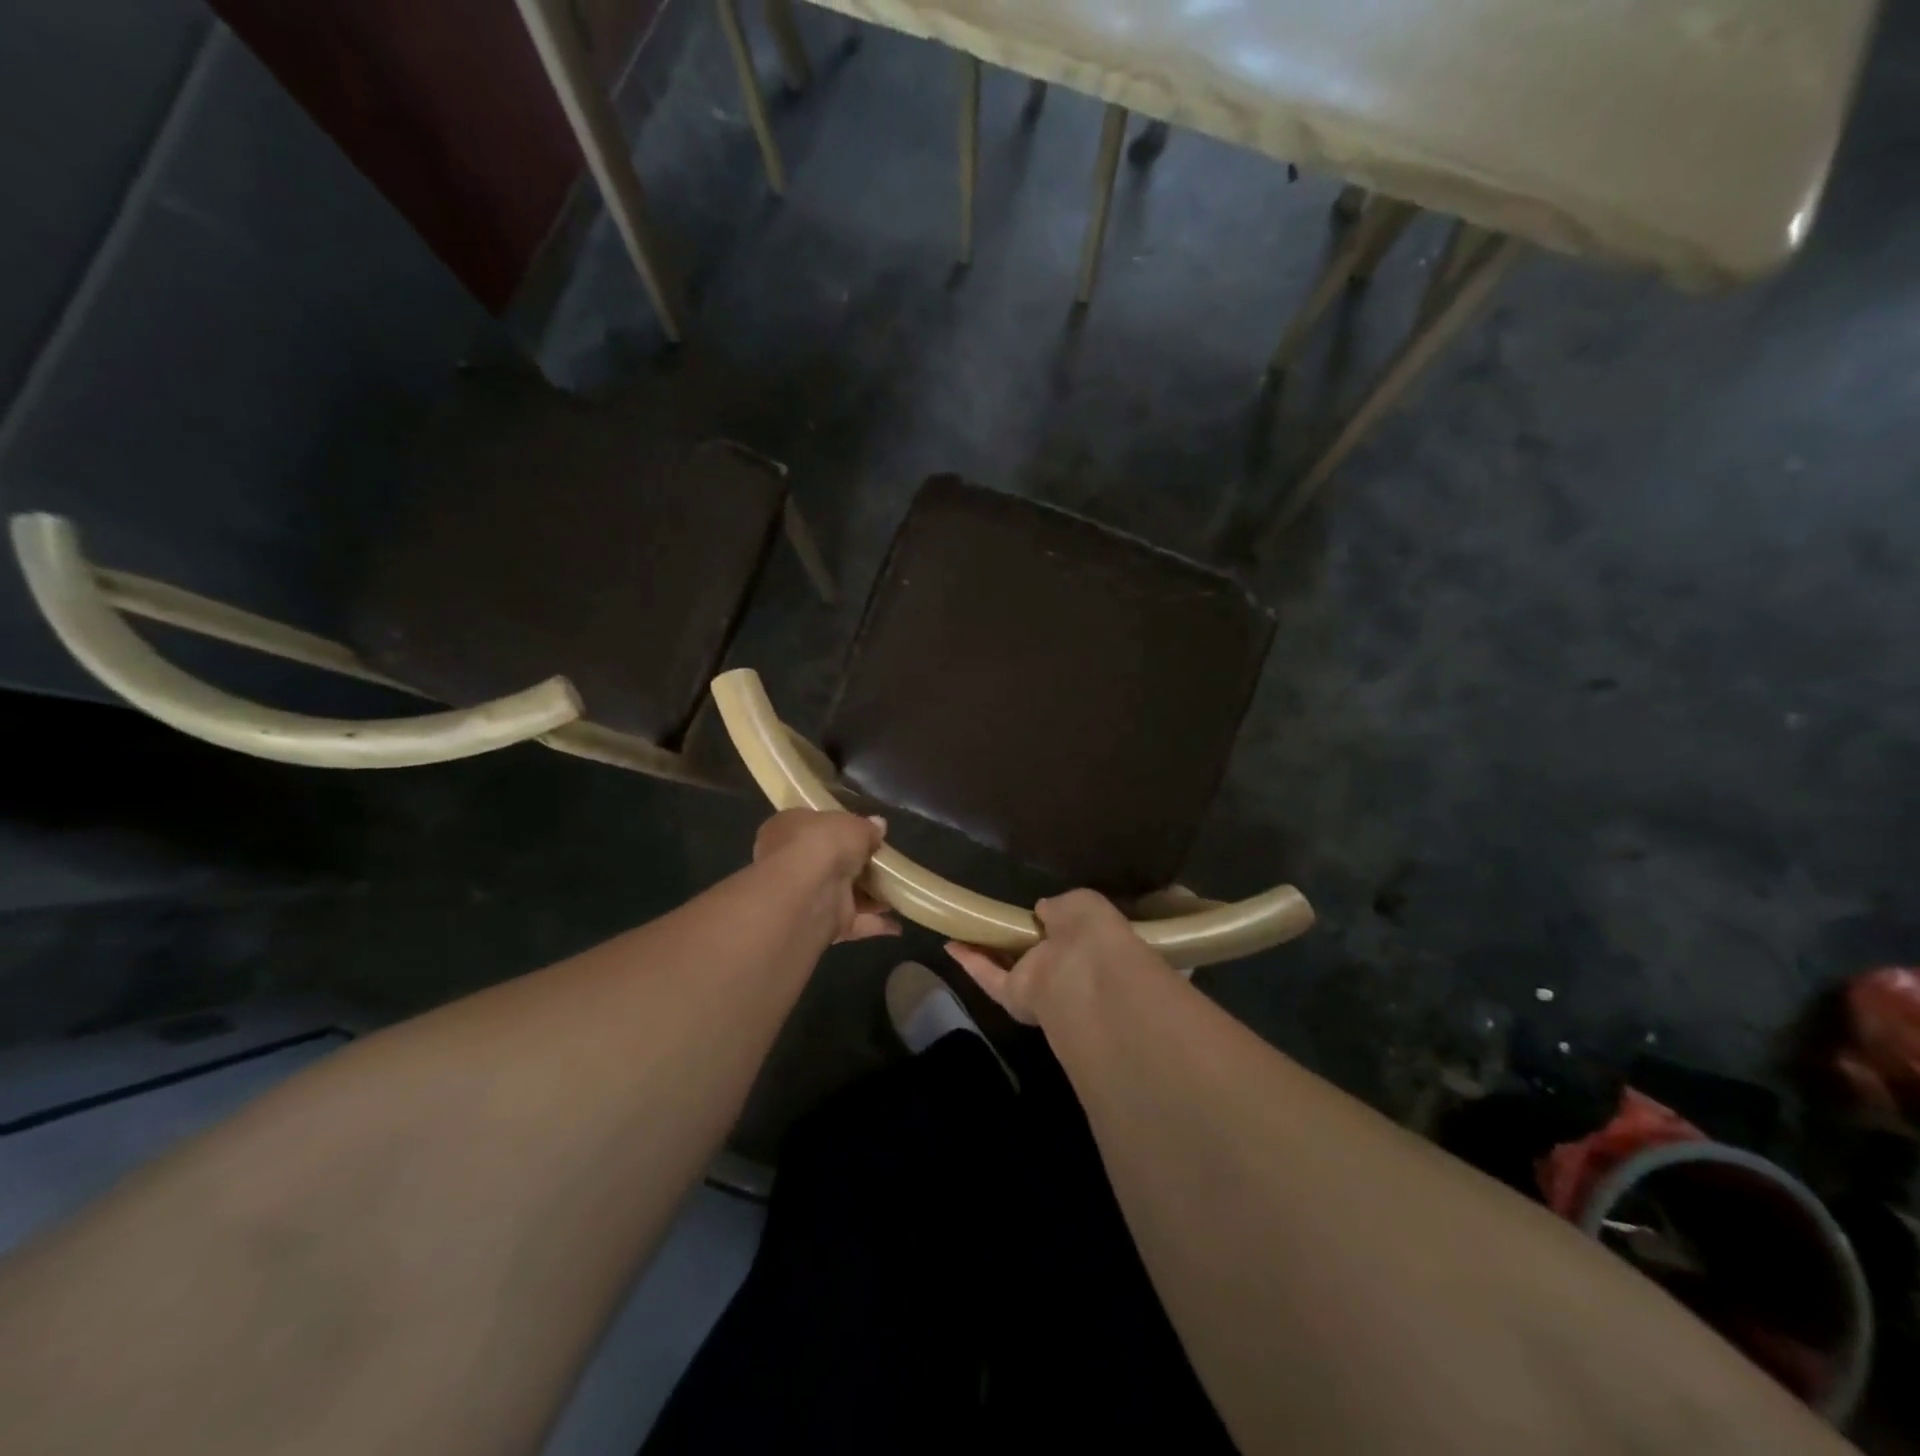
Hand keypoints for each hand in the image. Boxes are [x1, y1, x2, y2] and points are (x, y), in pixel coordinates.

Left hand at [753, 809, 900, 943]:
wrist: (805, 894)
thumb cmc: (822, 844)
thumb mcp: (853, 825)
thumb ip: (867, 828)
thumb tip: (878, 826)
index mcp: (790, 829)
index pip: (815, 827)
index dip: (839, 830)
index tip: (865, 834)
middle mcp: (793, 862)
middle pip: (831, 863)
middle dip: (858, 867)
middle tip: (887, 864)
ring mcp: (807, 896)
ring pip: (843, 894)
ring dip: (870, 897)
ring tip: (900, 893)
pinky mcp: (822, 924)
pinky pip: (853, 922)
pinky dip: (874, 924)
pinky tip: (898, 924)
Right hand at [944, 889, 1156, 1024]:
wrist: (1086, 974)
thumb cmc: (1091, 931)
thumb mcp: (1081, 903)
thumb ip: (1058, 906)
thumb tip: (1041, 910)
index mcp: (1086, 942)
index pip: (1067, 931)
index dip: (1049, 921)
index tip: (1031, 912)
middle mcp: (1064, 965)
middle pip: (1034, 951)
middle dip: (1016, 938)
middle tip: (992, 920)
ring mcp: (1039, 984)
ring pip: (1008, 965)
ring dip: (986, 949)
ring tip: (962, 930)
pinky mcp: (1014, 997)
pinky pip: (990, 977)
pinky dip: (970, 963)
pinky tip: (951, 945)